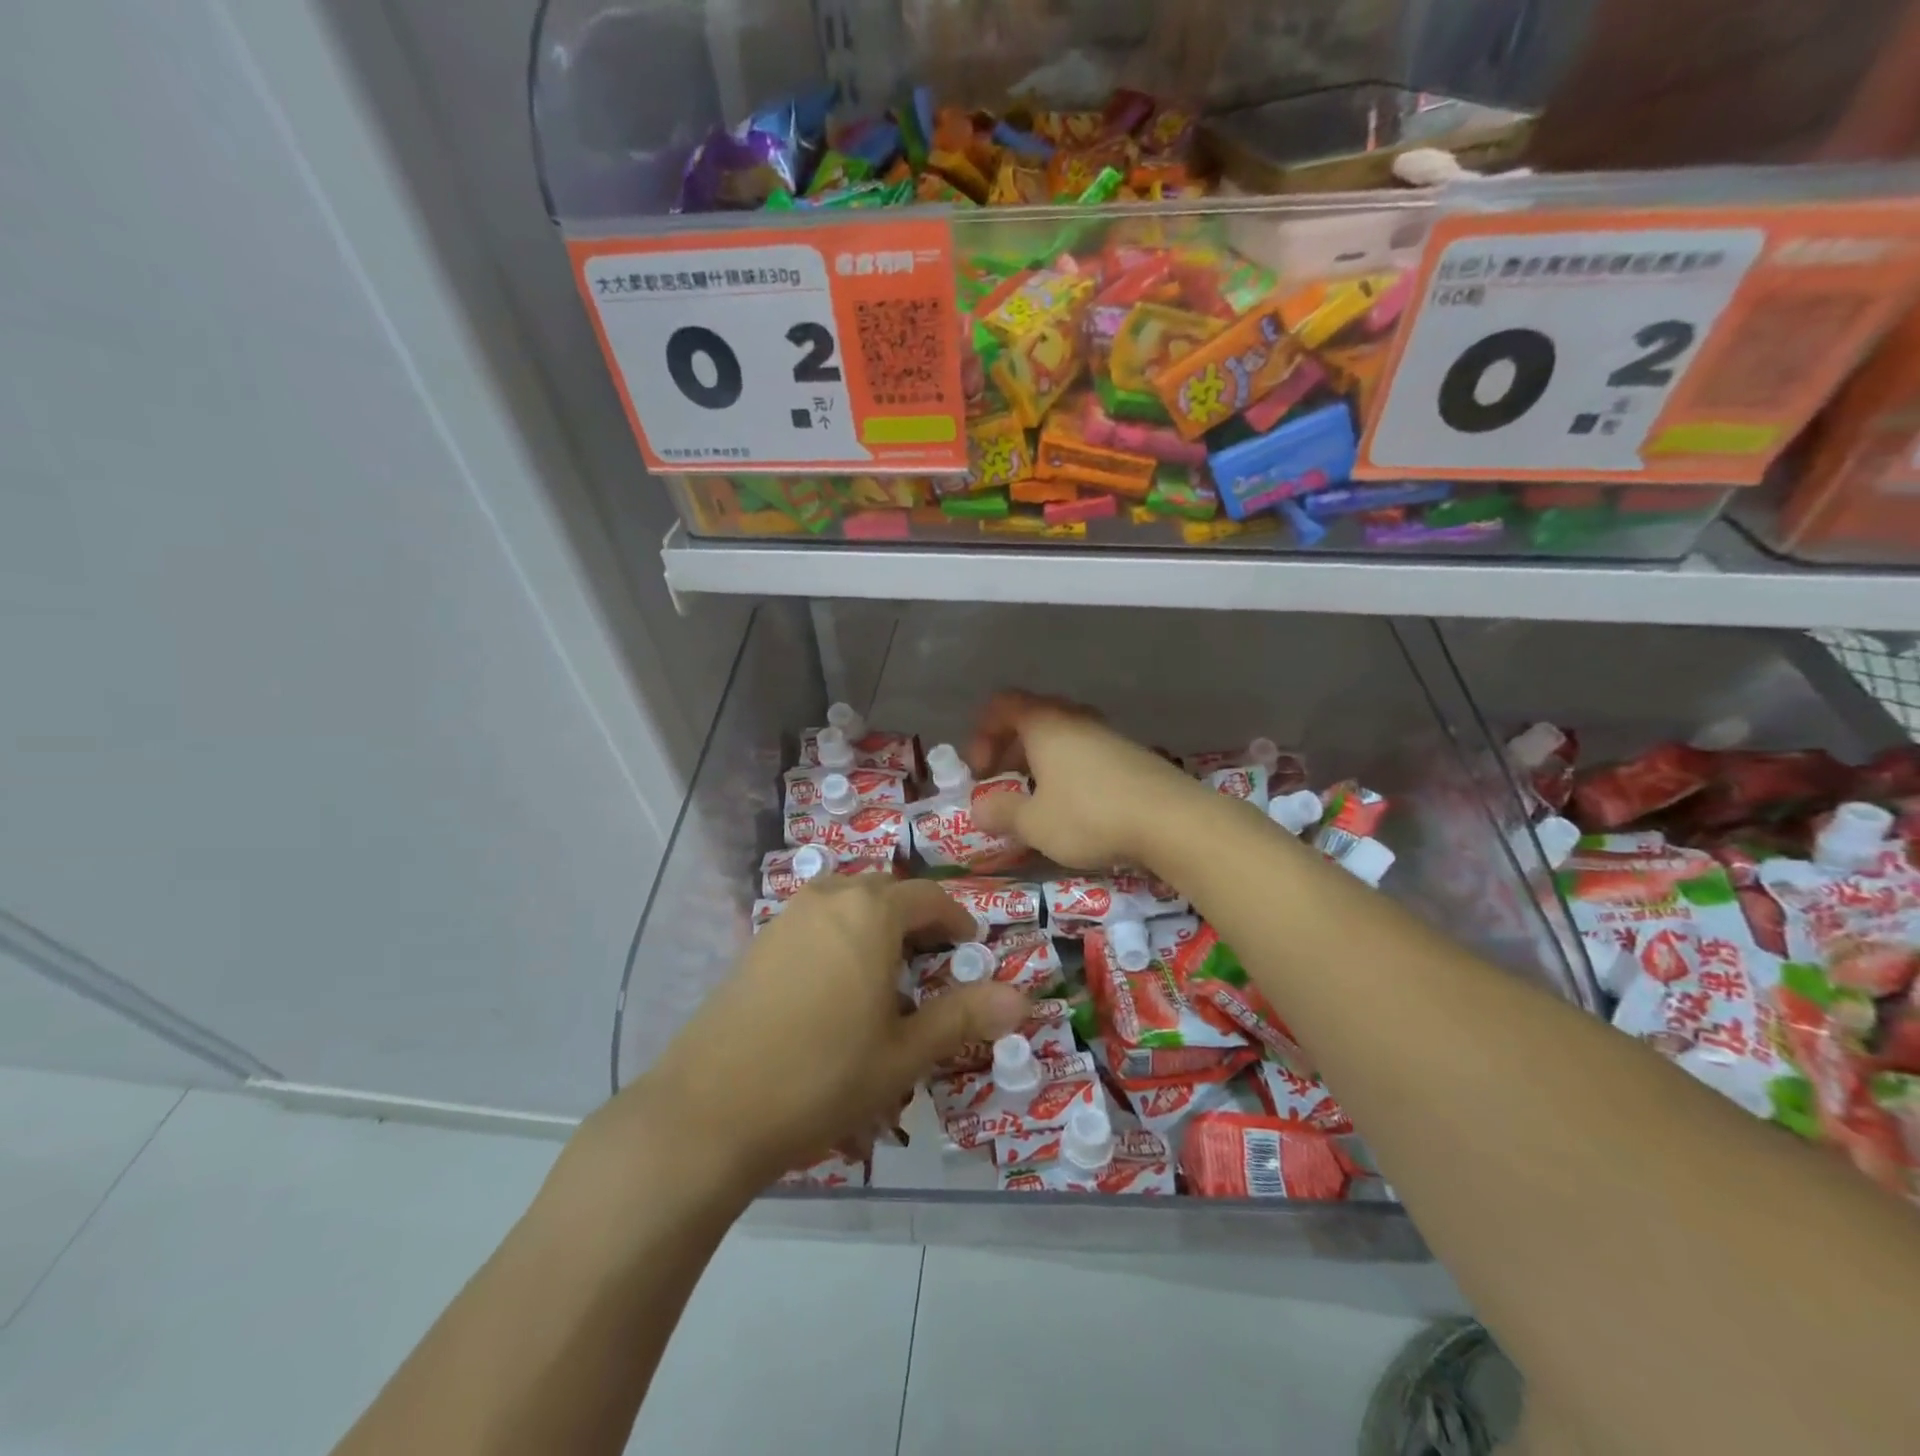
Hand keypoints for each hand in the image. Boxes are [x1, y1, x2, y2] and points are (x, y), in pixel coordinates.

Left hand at [601, 877, 1030, 1195]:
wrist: (708, 1111)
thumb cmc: (821, 1077)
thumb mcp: (902, 1054)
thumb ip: (961, 1018)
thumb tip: (1021, 998)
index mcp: (870, 913)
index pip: (928, 898)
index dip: (955, 918)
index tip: (969, 945)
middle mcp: (828, 899)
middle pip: (885, 892)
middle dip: (915, 918)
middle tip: (932, 961)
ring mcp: (786, 918)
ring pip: (846, 902)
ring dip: (874, 924)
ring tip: (886, 973)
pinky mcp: (757, 943)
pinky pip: (814, 921)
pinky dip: (839, 935)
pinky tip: (834, 986)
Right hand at [964, 690, 1199, 869]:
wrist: (1173, 822)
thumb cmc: (1090, 816)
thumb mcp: (1034, 823)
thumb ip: (1001, 813)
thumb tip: (978, 809)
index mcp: (1045, 724)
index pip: (1002, 705)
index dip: (982, 734)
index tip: (981, 771)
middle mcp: (1076, 719)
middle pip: (1032, 718)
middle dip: (1010, 748)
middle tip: (1003, 781)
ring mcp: (1108, 735)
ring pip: (1062, 736)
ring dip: (1041, 761)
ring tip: (1037, 797)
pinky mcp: (1132, 755)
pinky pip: (1087, 752)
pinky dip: (1069, 770)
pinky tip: (1075, 806)